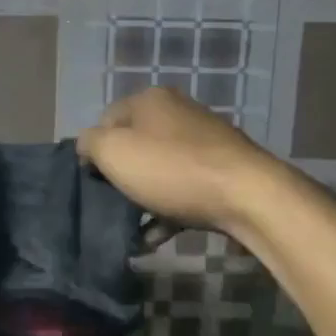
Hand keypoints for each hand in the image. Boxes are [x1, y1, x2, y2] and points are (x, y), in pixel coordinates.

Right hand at [78, 87, 279, 235]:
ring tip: (136, 229)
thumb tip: (87, 145)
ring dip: (145, 198)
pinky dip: (170, 209)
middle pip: (135, 144)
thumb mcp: (114, 152)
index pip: (106, 119)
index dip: (95, 150)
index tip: (93, 180)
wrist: (247, 195)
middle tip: (115, 203)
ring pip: (161, 169)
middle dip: (123, 176)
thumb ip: (89, 143)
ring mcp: (205, 139)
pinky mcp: (224, 168)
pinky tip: (160, 235)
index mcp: (150, 100)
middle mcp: (178, 111)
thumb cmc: (171, 168)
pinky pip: (185, 187)